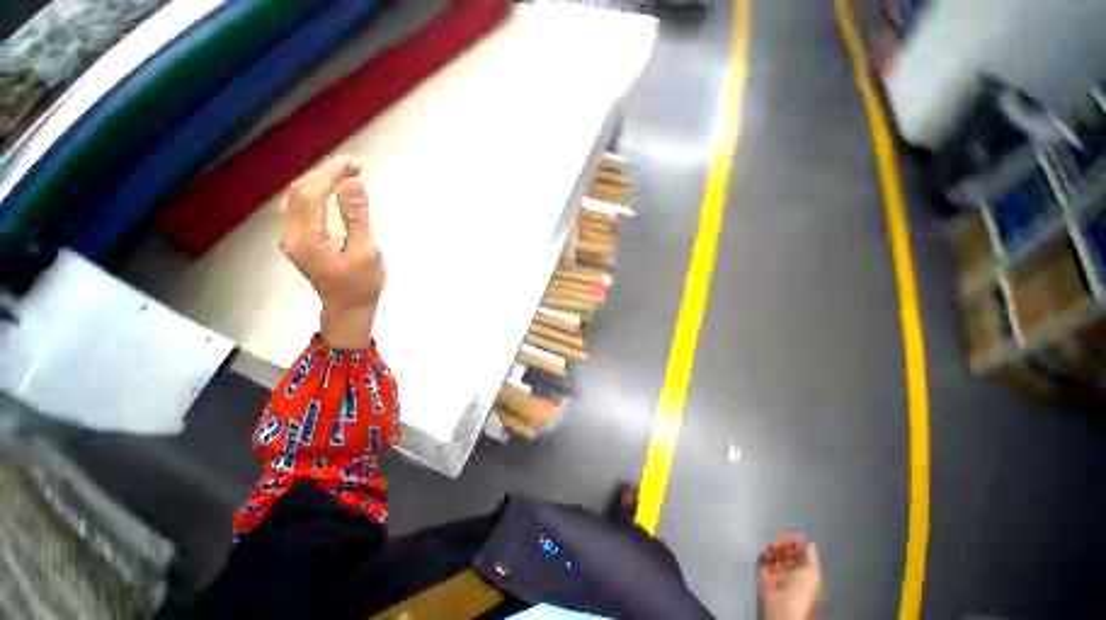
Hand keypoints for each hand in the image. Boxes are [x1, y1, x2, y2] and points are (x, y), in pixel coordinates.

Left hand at [280, 156, 385, 348]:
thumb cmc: (362, 284)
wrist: (348, 307)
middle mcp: (291, 234)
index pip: (310, 194)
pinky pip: (302, 207)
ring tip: (346, 174)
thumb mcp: (366, 252)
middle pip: (300, 192)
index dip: (330, 175)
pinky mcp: (298, 239)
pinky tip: (332, 190)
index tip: (353, 164)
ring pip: (298, 198)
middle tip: (353, 166)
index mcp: (306, 239)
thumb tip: (353, 182)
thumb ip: (357, 217)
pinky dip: (317, 192)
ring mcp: (292, 237)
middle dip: (325, 174)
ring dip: (320, 181)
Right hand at [757, 535, 821, 619]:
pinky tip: (766, 554)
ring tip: (772, 548)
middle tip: (780, 542)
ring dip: (773, 548)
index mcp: (803, 571)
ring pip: (773, 553)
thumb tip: (810, 543)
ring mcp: (776, 571)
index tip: (792, 539)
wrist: (781, 604)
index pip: (800, 554)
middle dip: (783, 545)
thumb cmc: (800, 589)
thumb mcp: (811, 572)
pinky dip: (763, 554)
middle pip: (786, 552)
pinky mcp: (762, 571)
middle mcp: (790, 570)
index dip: (796, 545)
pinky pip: (762, 558)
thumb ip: (810, 556)